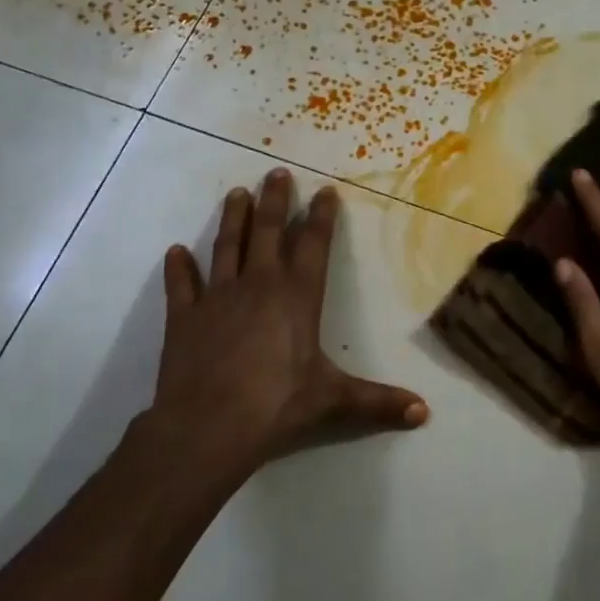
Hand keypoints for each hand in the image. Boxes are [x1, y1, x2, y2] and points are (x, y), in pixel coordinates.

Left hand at [143, 167, 428, 478]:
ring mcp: (217, 297)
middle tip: (275, 172)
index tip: (325, 190)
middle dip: (273, 200)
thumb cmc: (277, 405)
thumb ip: (378, 402)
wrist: (208, 427)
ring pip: (226, 246)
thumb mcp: (334, 401)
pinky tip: (175, 251)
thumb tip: (424, 413)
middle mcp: (258, 285)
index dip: (321, 216)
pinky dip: (178, 268)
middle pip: (266, 231)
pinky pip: (181, 285)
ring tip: (235, 192)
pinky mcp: (183, 317)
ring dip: (232, 219)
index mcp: (297, 296)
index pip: (313, 244)